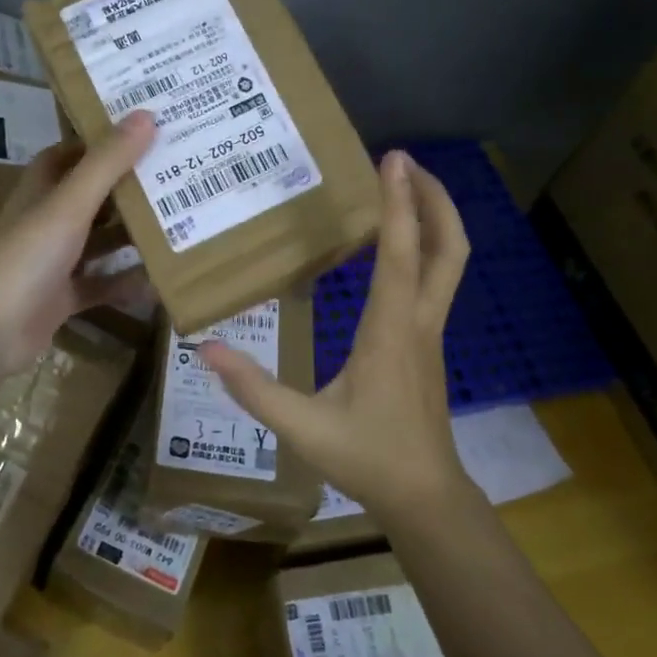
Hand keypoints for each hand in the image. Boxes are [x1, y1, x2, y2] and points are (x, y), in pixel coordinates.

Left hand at [0, 110, 156, 375]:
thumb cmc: (25, 257)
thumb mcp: (69, 205)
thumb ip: (107, 163)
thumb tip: (146, 114)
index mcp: (42, 190)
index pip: (73, 154)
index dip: (103, 141)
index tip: (146, 130)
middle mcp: (47, 220)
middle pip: (93, 196)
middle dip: (129, 188)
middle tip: (177, 175)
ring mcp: (53, 261)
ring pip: (99, 241)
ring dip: (132, 235)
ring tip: (180, 223)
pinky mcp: (61, 298)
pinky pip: (101, 284)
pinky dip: (125, 282)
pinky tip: (159, 280)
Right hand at [201, 150, 471, 522]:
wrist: (425, 497)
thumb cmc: (367, 458)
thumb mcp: (303, 428)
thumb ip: (254, 389)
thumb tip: (206, 348)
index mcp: (390, 331)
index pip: (401, 254)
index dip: (399, 203)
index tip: (393, 159)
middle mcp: (418, 321)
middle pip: (448, 247)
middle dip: (435, 198)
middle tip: (408, 163)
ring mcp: (430, 331)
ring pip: (449, 262)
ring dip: (434, 218)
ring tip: (404, 188)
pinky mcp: (428, 341)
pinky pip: (436, 279)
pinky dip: (424, 245)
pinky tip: (396, 245)